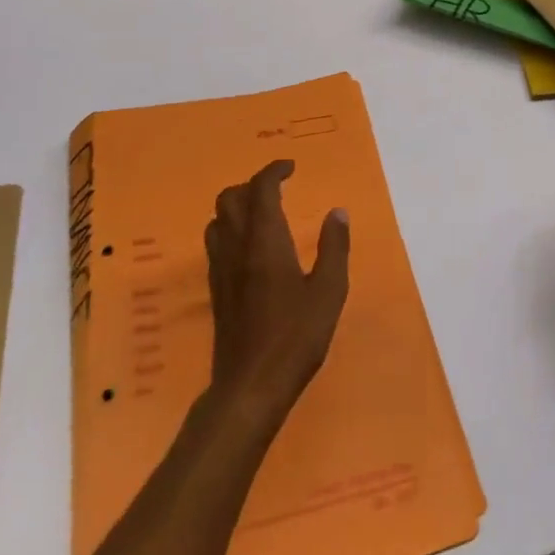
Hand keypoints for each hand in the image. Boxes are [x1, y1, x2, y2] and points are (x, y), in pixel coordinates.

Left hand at [205, 160, 349, 427]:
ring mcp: (221, 269)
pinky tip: (251, 248)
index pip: (260, 189)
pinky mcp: (216, 290)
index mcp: (265, 240)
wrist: (250, 387)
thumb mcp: (328, 292)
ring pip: (218, 219)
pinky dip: (231, 229)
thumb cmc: (295, 337)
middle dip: (252, 185)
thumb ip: (334, 248)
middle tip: (278, 190)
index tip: (291, 168)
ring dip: (237, 206)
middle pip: (229, 197)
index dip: (273, 171)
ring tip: (263, 214)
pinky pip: (216, 243)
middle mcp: (237, 246)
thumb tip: (337, 212)